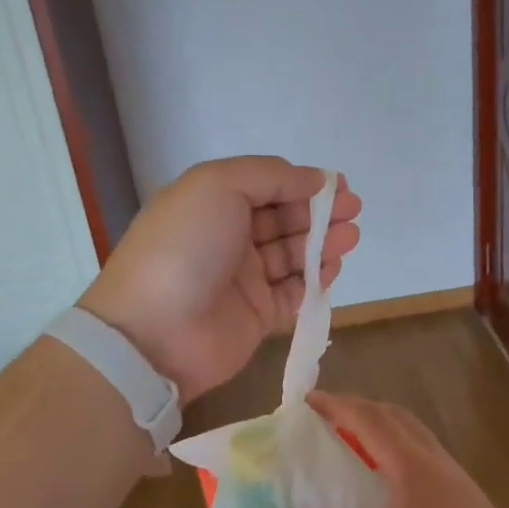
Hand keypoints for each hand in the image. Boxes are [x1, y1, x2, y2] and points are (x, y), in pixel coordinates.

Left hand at [79, 157, 361, 401]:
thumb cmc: (185, 246)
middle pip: (282, 219)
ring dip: (322, 242)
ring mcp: (242, 279)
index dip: (300, 183)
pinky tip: (334, 266)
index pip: (264, 186)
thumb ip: (269, 175)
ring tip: (350, 236)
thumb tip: (313, 179)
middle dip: (318, 212)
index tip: (338, 185)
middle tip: (353, 211)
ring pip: (292, 254)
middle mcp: (227, 238)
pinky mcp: (257, 316)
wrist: (155, 332)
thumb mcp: (218, 185)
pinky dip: (315, 278)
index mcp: (211, 203)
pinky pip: (294, 291)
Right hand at [277, 392, 508, 507]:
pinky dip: (399, 452)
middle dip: (360, 410)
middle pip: (396, 418)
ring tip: (354, 447)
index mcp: (413, 469)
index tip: (309, 400)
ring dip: (382, 429)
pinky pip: (426, 458)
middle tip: (327, 419)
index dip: (338, 406)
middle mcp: (437, 464)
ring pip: (415, 437)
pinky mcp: (470, 503)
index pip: (370, 420)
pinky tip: (390, 487)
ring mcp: (459, 482)